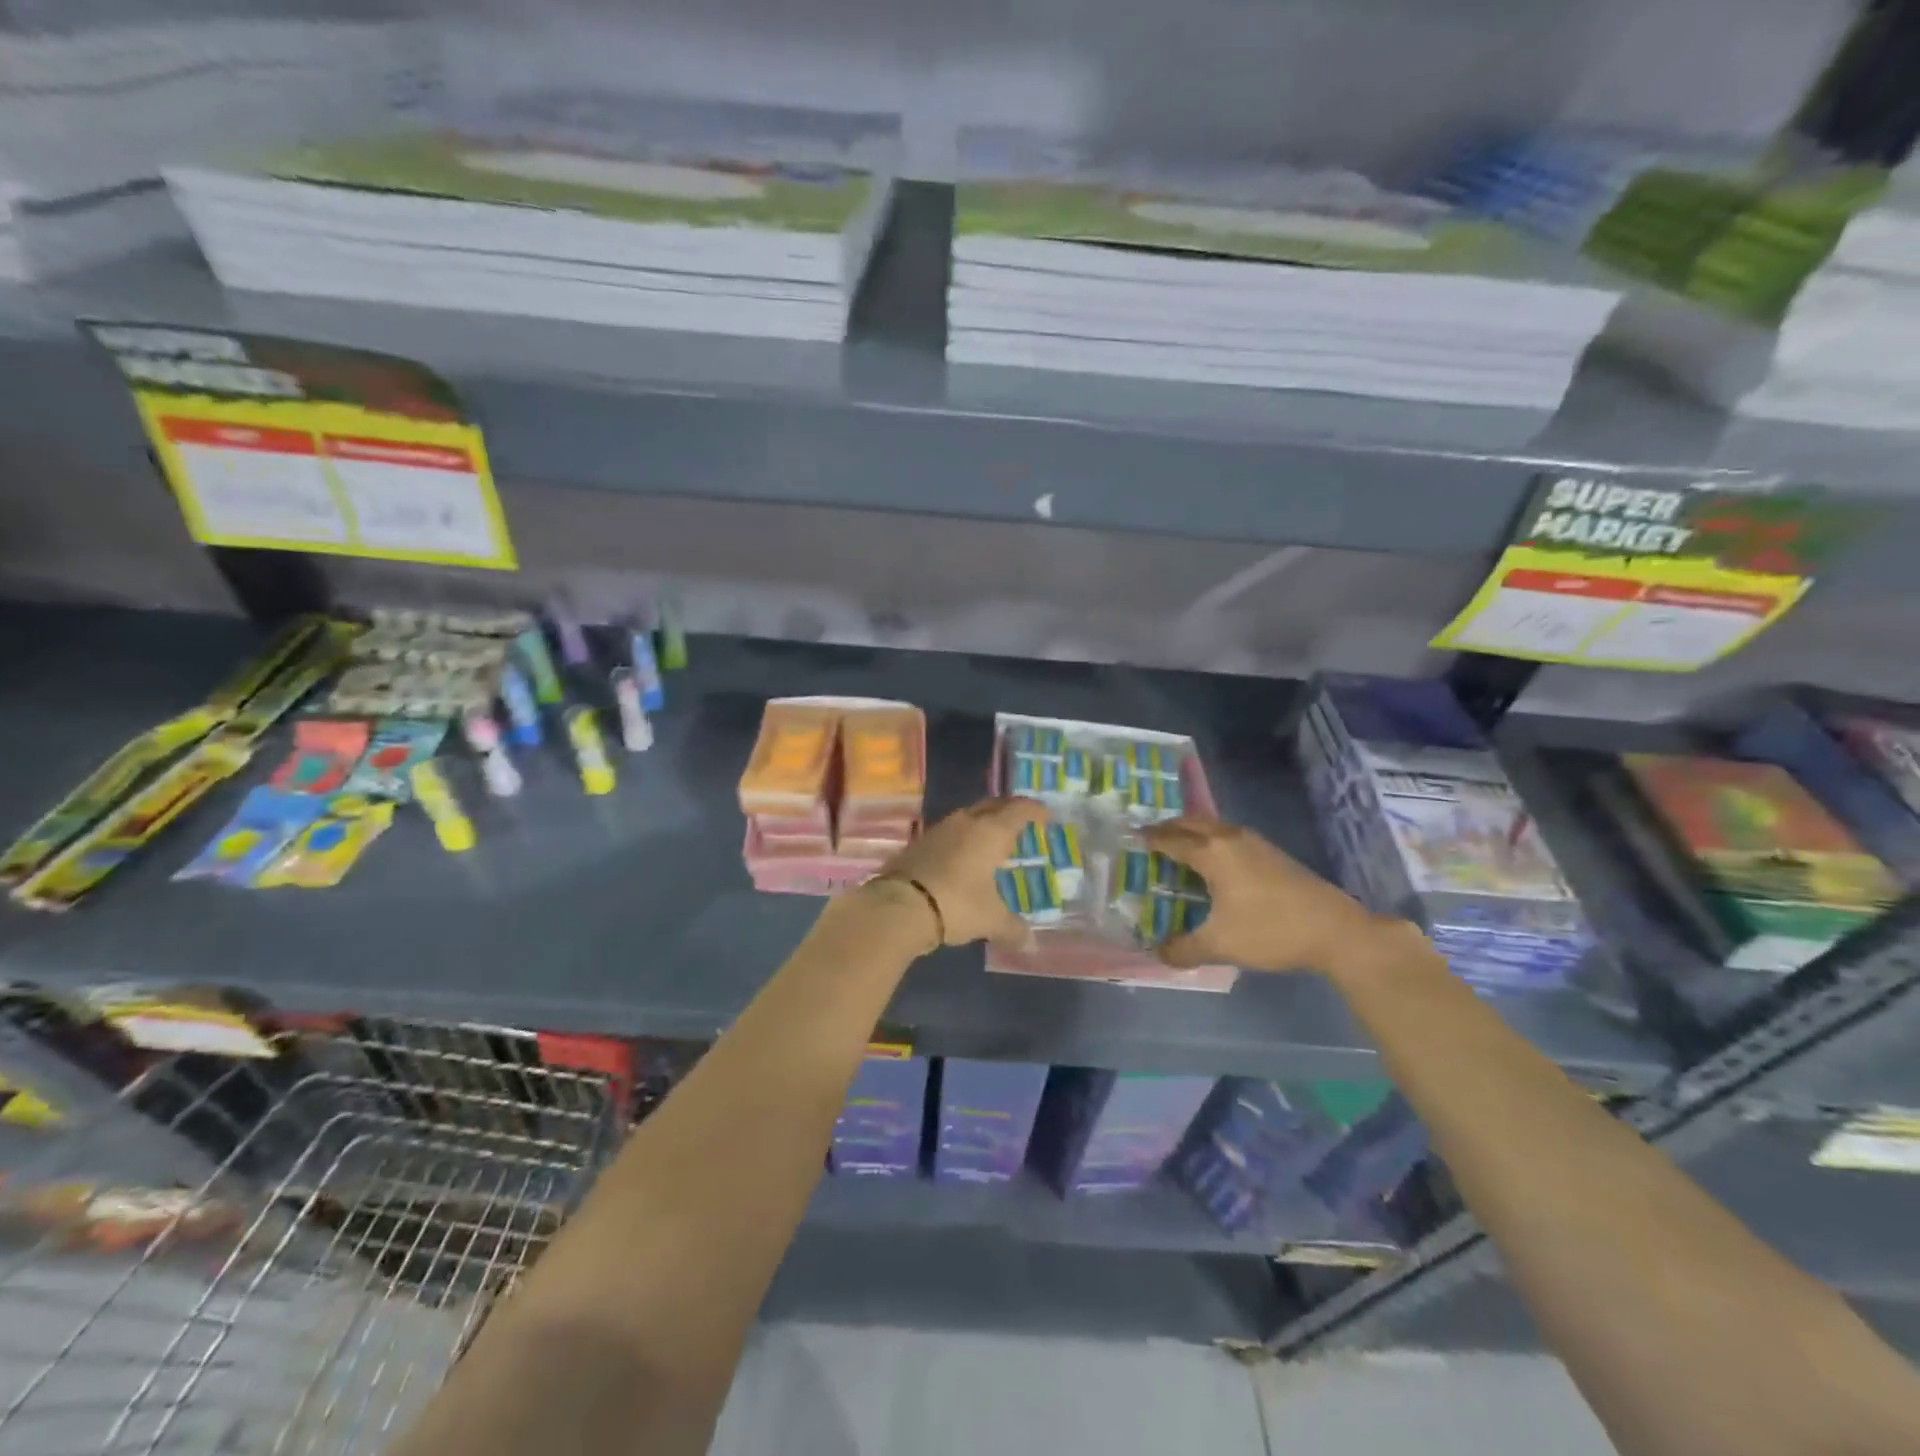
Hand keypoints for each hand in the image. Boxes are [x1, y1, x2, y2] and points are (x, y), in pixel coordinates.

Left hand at [871, 797, 1045, 946]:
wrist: (898, 905)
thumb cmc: (956, 904)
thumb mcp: (990, 920)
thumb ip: (1013, 929)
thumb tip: (1032, 945)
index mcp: (991, 832)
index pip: (1018, 810)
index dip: (1034, 810)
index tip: (1044, 815)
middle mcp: (966, 822)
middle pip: (992, 805)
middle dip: (1007, 810)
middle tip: (1019, 822)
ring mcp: (938, 830)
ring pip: (967, 817)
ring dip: (981, 823)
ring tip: (991, 840)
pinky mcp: (918, 843)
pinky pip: (948, 833)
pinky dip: (961, 839)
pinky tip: (961, 857)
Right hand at [1145, 816, 1391, 974]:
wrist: (1336, 930)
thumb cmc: (1270, 931)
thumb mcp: (1220, 945)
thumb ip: (1183, 949)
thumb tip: (1158, 953)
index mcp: (1212, 853)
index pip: (1171, 840)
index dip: (1149, 839)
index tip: (1131, 838)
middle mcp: (1230, 838)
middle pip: (1191, 823)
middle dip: (1168, 827)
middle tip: (1150, 838)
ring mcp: (1254, 842)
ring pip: (1213, 826)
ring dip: (1192, 831)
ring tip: (1179, 847)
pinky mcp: (1272, 852)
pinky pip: (1229, 835)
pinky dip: (1212, 839)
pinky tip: (1215, 862)